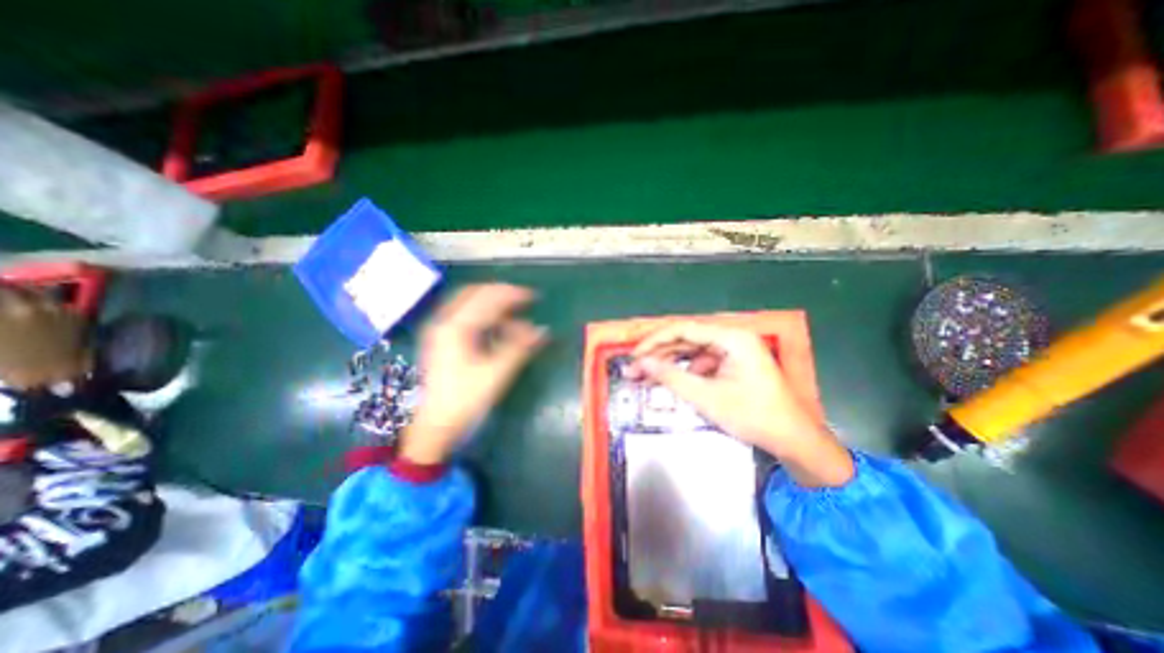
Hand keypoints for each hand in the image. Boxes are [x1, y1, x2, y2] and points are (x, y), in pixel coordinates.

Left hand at [401, 282, 545, 463]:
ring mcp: (439, 330)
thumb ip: (520, 347)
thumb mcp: (497, 373)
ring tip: (515, 320)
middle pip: (474, 293)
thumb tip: (543, 330)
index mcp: (455, 327)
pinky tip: (498, 330)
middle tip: (523, 301)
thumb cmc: (466, 399)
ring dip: (493, 307)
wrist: (436, 425)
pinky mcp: (441, 340)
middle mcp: (443, 322)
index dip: (512, 294)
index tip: (533, 297)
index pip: (487, 298)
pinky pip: (465, 317)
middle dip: (501, 295)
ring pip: (469, 304)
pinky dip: (484, 317)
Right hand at [634, 321, 853, 485]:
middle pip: (686, 339)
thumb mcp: (706, 397)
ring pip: (691, 351)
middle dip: (658, 354)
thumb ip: (671, 377)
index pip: (683, 329)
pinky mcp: (733, 364)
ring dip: (669, 364)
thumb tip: (641, 362)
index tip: (634, 355)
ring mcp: (733, 351)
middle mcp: (732, 338)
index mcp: (731, 338)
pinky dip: (685, 372)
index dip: (654, 341)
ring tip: (646, 377)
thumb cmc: (753, 416)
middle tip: (634, 368)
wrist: (793, 440)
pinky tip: (671, 383)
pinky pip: (702, 363)